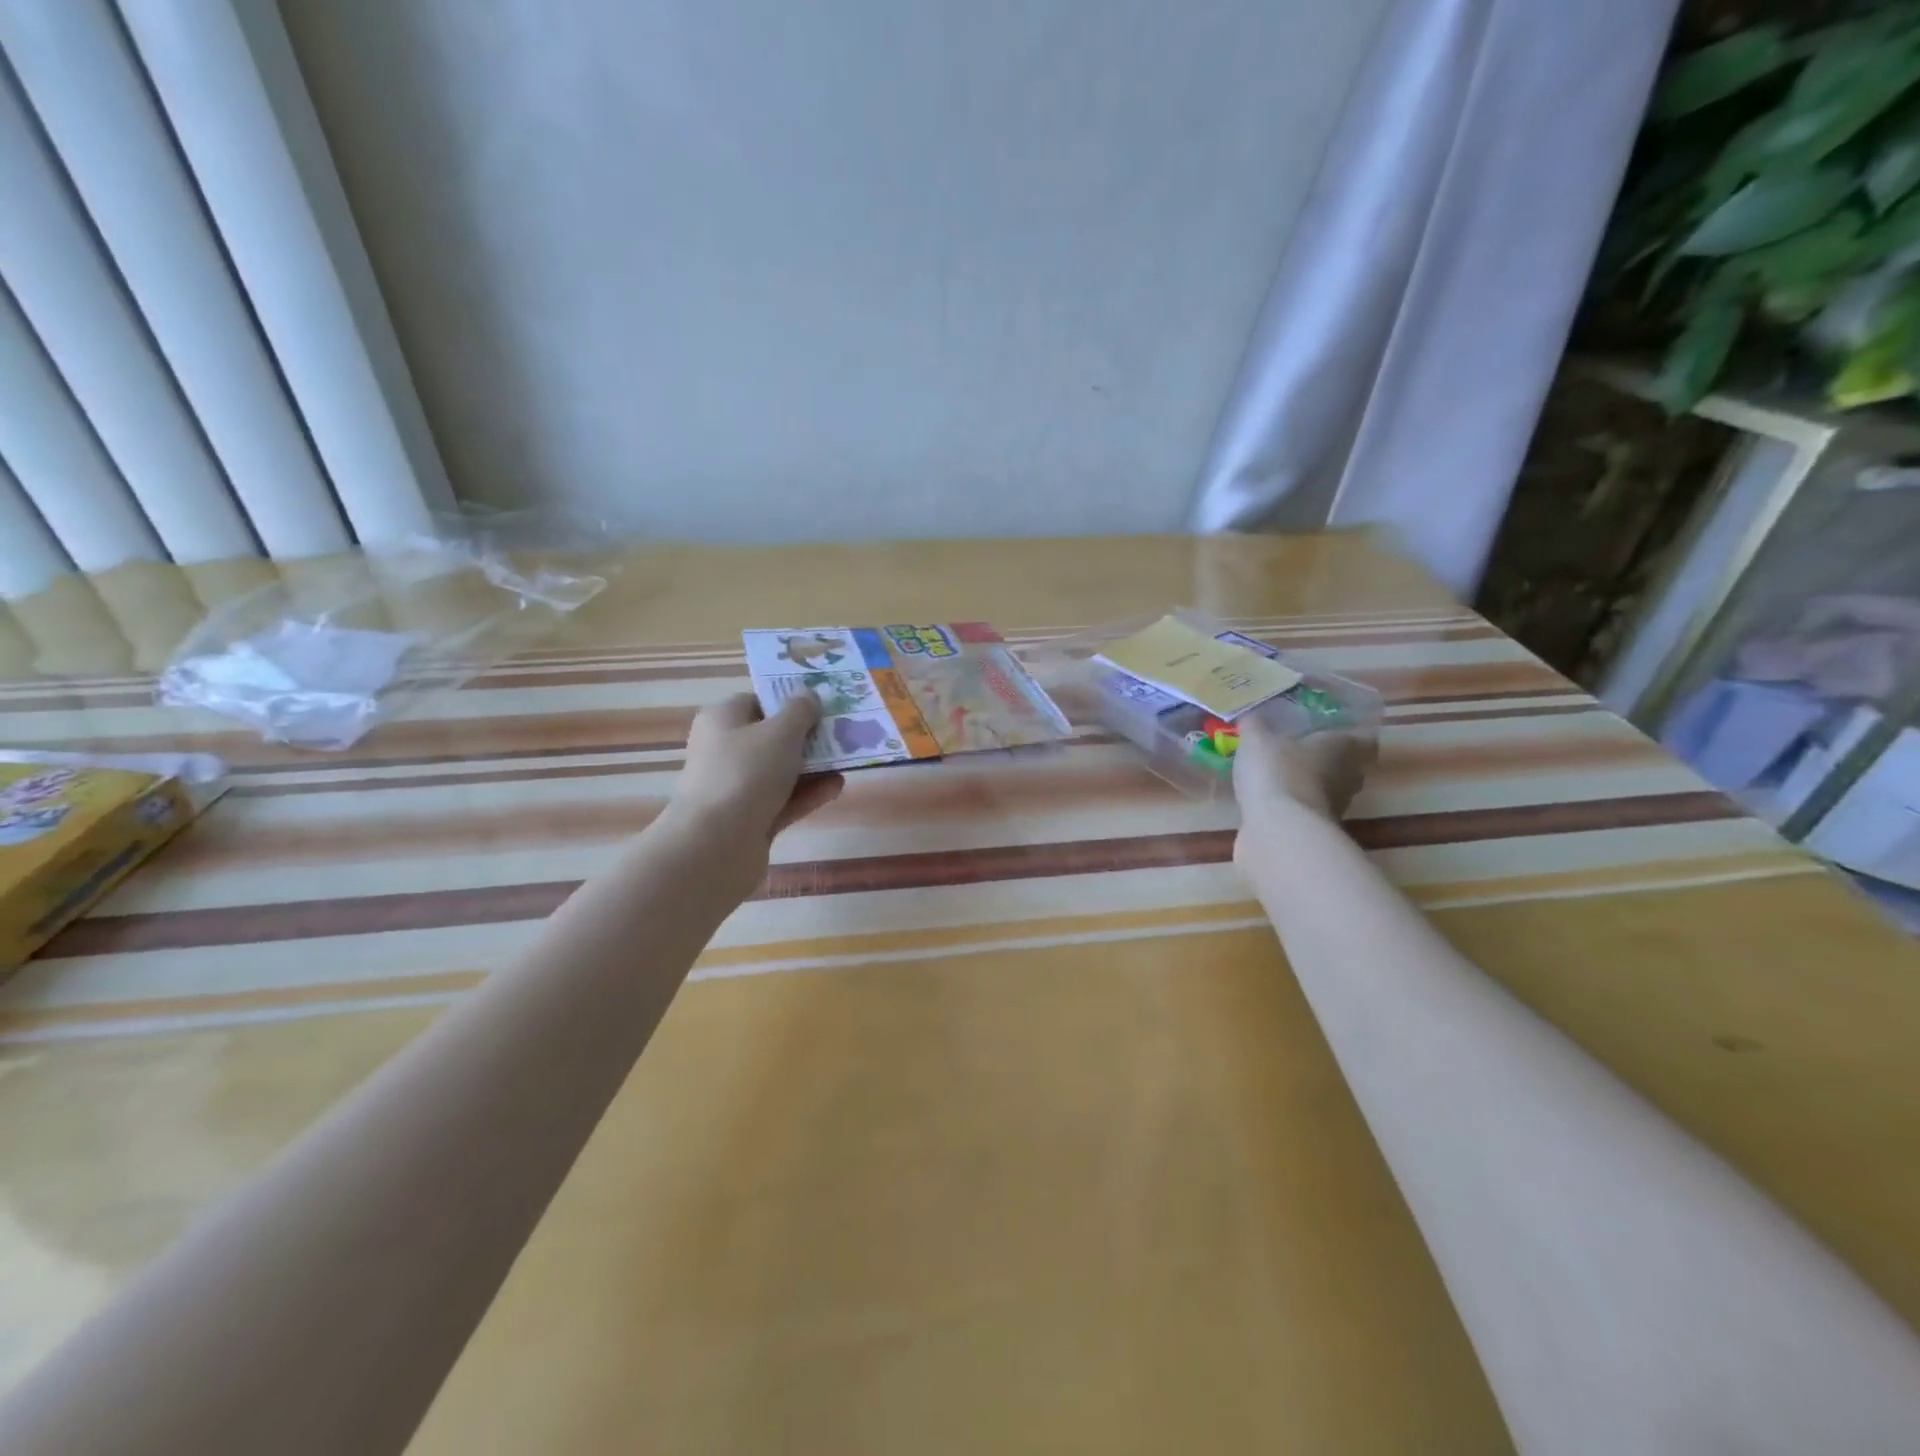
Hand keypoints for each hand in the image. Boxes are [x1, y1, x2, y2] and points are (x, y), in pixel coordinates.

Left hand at [663, 693, 844, 866]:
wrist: (717, 844)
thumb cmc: (746, 773)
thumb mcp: (780, 732)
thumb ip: (800, 711)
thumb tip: (808, 696)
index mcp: (723, 720)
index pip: (758, 702)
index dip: (789, 701)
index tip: (822, 705)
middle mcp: (724, 750)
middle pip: (771, 738)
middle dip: (807, 737)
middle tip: (843, 732)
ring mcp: (735, 788)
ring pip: (780, 771)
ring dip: (813, 767)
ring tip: (848, 761)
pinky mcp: (749, 820)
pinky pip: (783, 800)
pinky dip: (808, 794)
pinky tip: (837, 788)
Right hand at [1232, 716, 1373, 825]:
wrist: (1279, 830)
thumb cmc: (1278, 772)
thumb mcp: (1256, 740)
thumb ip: (1254, 726)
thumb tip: (1251, 715)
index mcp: (1342, 748)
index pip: (1364, 739)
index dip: (1352, 734)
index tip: (1334, 731)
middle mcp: (1348, 777)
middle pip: (1348, 766)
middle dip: (1328, 760)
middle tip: (1302, 750)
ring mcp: (1336, 807)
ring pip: (1328, 790)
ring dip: (1310, 784)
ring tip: (1281, 776)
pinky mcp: (1316, 830)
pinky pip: (1307, 811)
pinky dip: (1294, 806)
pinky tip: (1271, 801)